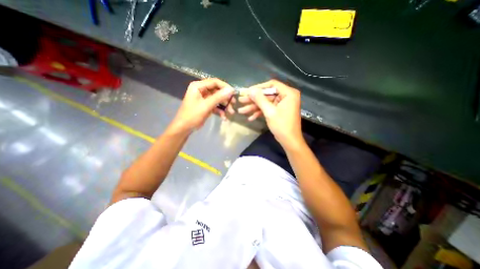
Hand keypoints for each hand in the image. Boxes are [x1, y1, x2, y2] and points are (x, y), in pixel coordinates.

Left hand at [171, 78, 233, 131]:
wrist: (184, 128)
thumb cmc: (192, 115)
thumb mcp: (206, 106)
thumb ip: (219, 97)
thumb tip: (231, 90)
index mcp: (198, 86)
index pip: (214, 82)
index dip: (225, 87)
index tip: (233, 93)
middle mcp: (201, 90)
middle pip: (217, 91)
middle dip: (225, 98)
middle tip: (233, 103)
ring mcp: (204, 99)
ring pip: (217, 99)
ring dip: (224, 105)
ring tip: (231, 112)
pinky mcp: (206, 106)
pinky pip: (215, 106)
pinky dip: (220, 111)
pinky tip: (224, 117)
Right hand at [240, 80, 302, 149]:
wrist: (289, 141)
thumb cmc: (282, 126)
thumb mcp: (269, 112)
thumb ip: (260, 100)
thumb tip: (251, 90)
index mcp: (288, 93)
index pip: (272, 84)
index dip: (258, 87)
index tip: (247, 91)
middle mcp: (286, 96)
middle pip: (267, 94)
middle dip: (253, 100)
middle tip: (241, 101)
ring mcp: (282, 104)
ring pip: (266, 103)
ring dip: (254, 107)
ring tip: (241, 111)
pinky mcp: (279, 111)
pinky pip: (268, 109)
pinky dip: (259, 113)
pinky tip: (250, 118)